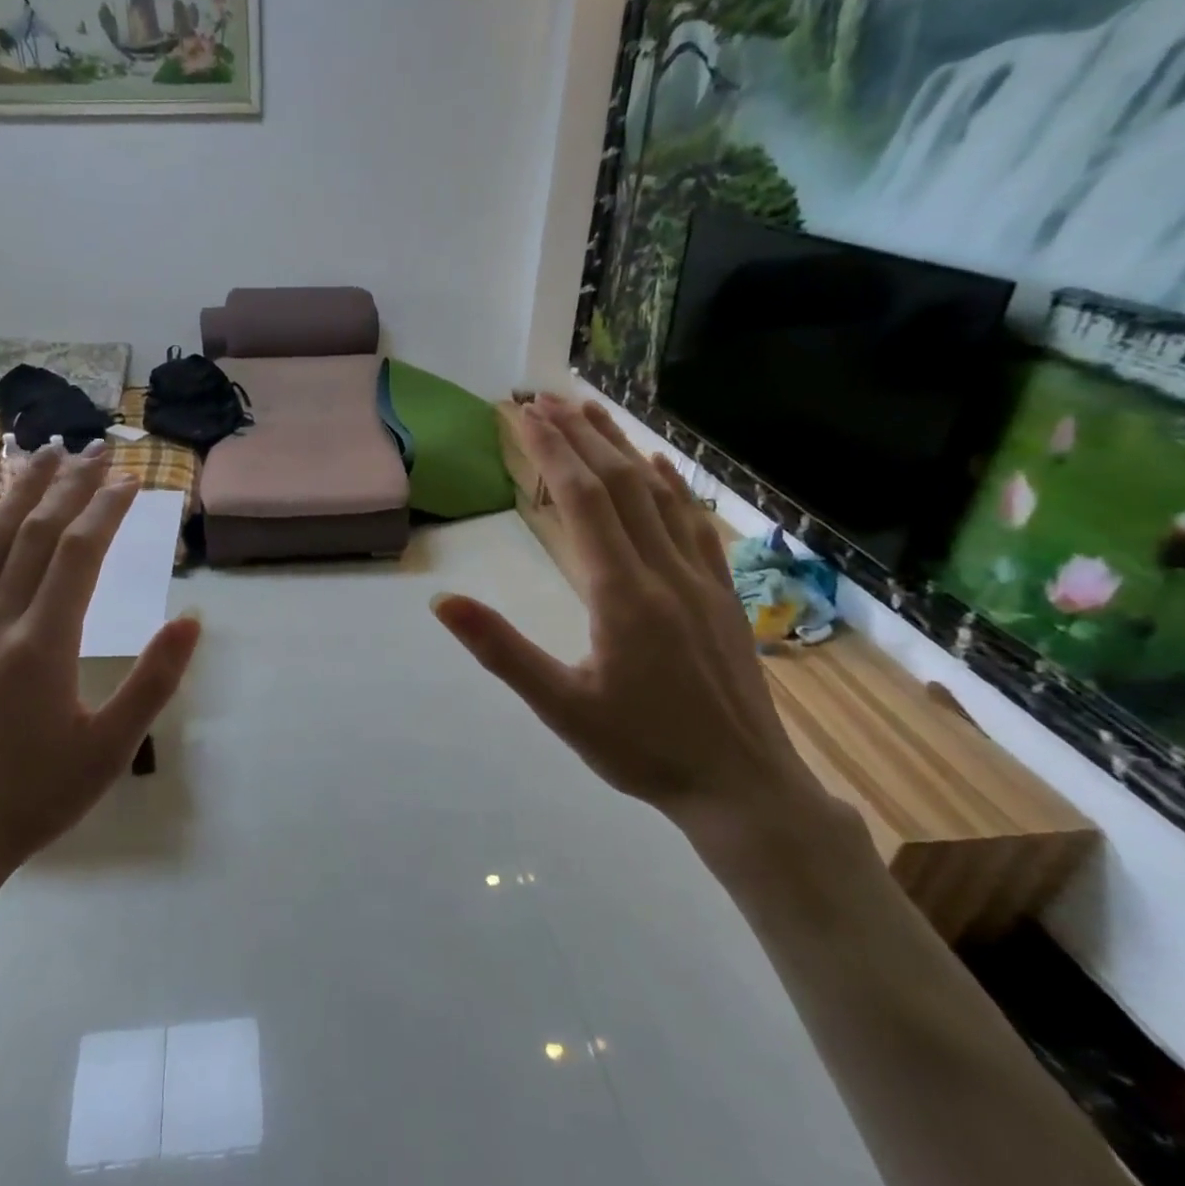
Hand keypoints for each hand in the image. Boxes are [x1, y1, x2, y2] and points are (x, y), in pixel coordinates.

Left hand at [0, 444, 201, 914]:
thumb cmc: (34, 797)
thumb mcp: (109, 748)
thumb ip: (153, 680)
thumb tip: (193, 620)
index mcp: (42, 643)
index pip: (78, 552)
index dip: (106, 508)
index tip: (131, 479)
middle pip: (33, 532)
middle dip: (66, 486)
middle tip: (94, 451)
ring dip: (17, 492)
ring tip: (40, 455)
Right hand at [433, 396, 824, 833]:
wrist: (742, 786)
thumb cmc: (642, 750)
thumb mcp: (560, 706)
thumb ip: (500, 649)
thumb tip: (442, 601)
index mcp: (621, 593)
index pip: (581, 501)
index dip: (550, 451)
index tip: (521, 415)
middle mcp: (664, 570)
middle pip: (618, 483)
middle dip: (578, 435)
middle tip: (543, 399)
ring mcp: (701, 576)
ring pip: (659, 494)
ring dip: (621, 447)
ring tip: (590, 411)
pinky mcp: (722, 591)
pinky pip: (695, 522)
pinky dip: (672, 484)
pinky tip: (659, 465)